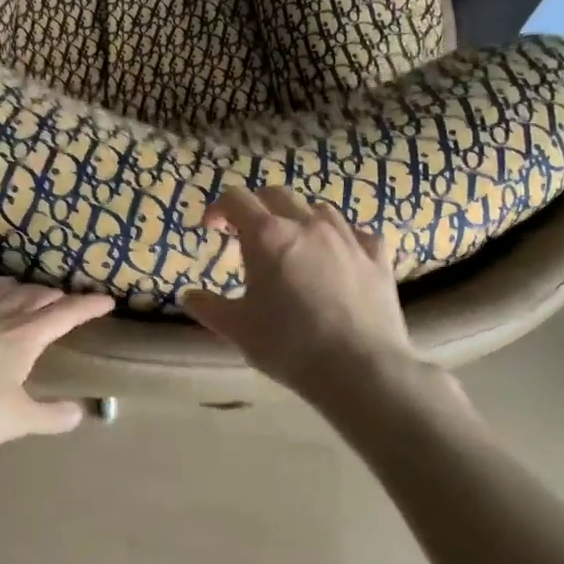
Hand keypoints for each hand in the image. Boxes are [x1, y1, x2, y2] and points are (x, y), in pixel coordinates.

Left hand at [0, 273, 114, 456]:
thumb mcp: (16, 422)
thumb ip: (51, 417)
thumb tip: (80, 412)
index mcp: (21, 337)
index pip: (63, 315)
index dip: (87, 306)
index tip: (106, 300)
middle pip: (27, 297)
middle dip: (48, 295)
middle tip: (59, 297)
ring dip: (4, 284)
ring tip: (13, 284)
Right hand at [181, 187, 418, 395]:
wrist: (361, 369)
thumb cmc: (289, 345)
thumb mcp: (237, 328)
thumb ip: (208, 307)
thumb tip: (187, 295)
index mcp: (266, 235)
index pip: (236, 199)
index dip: (219, 208)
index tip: (213, 228)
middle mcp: (306, 224)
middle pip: (277, 194)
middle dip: (257, 206)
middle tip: (247, 233)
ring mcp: (346, 237)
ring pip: (319, 208)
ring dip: (299, 217)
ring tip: (293, 242)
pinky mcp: (376, 257)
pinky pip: (358, 232)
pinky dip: (342, 237)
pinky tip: (338, 255)